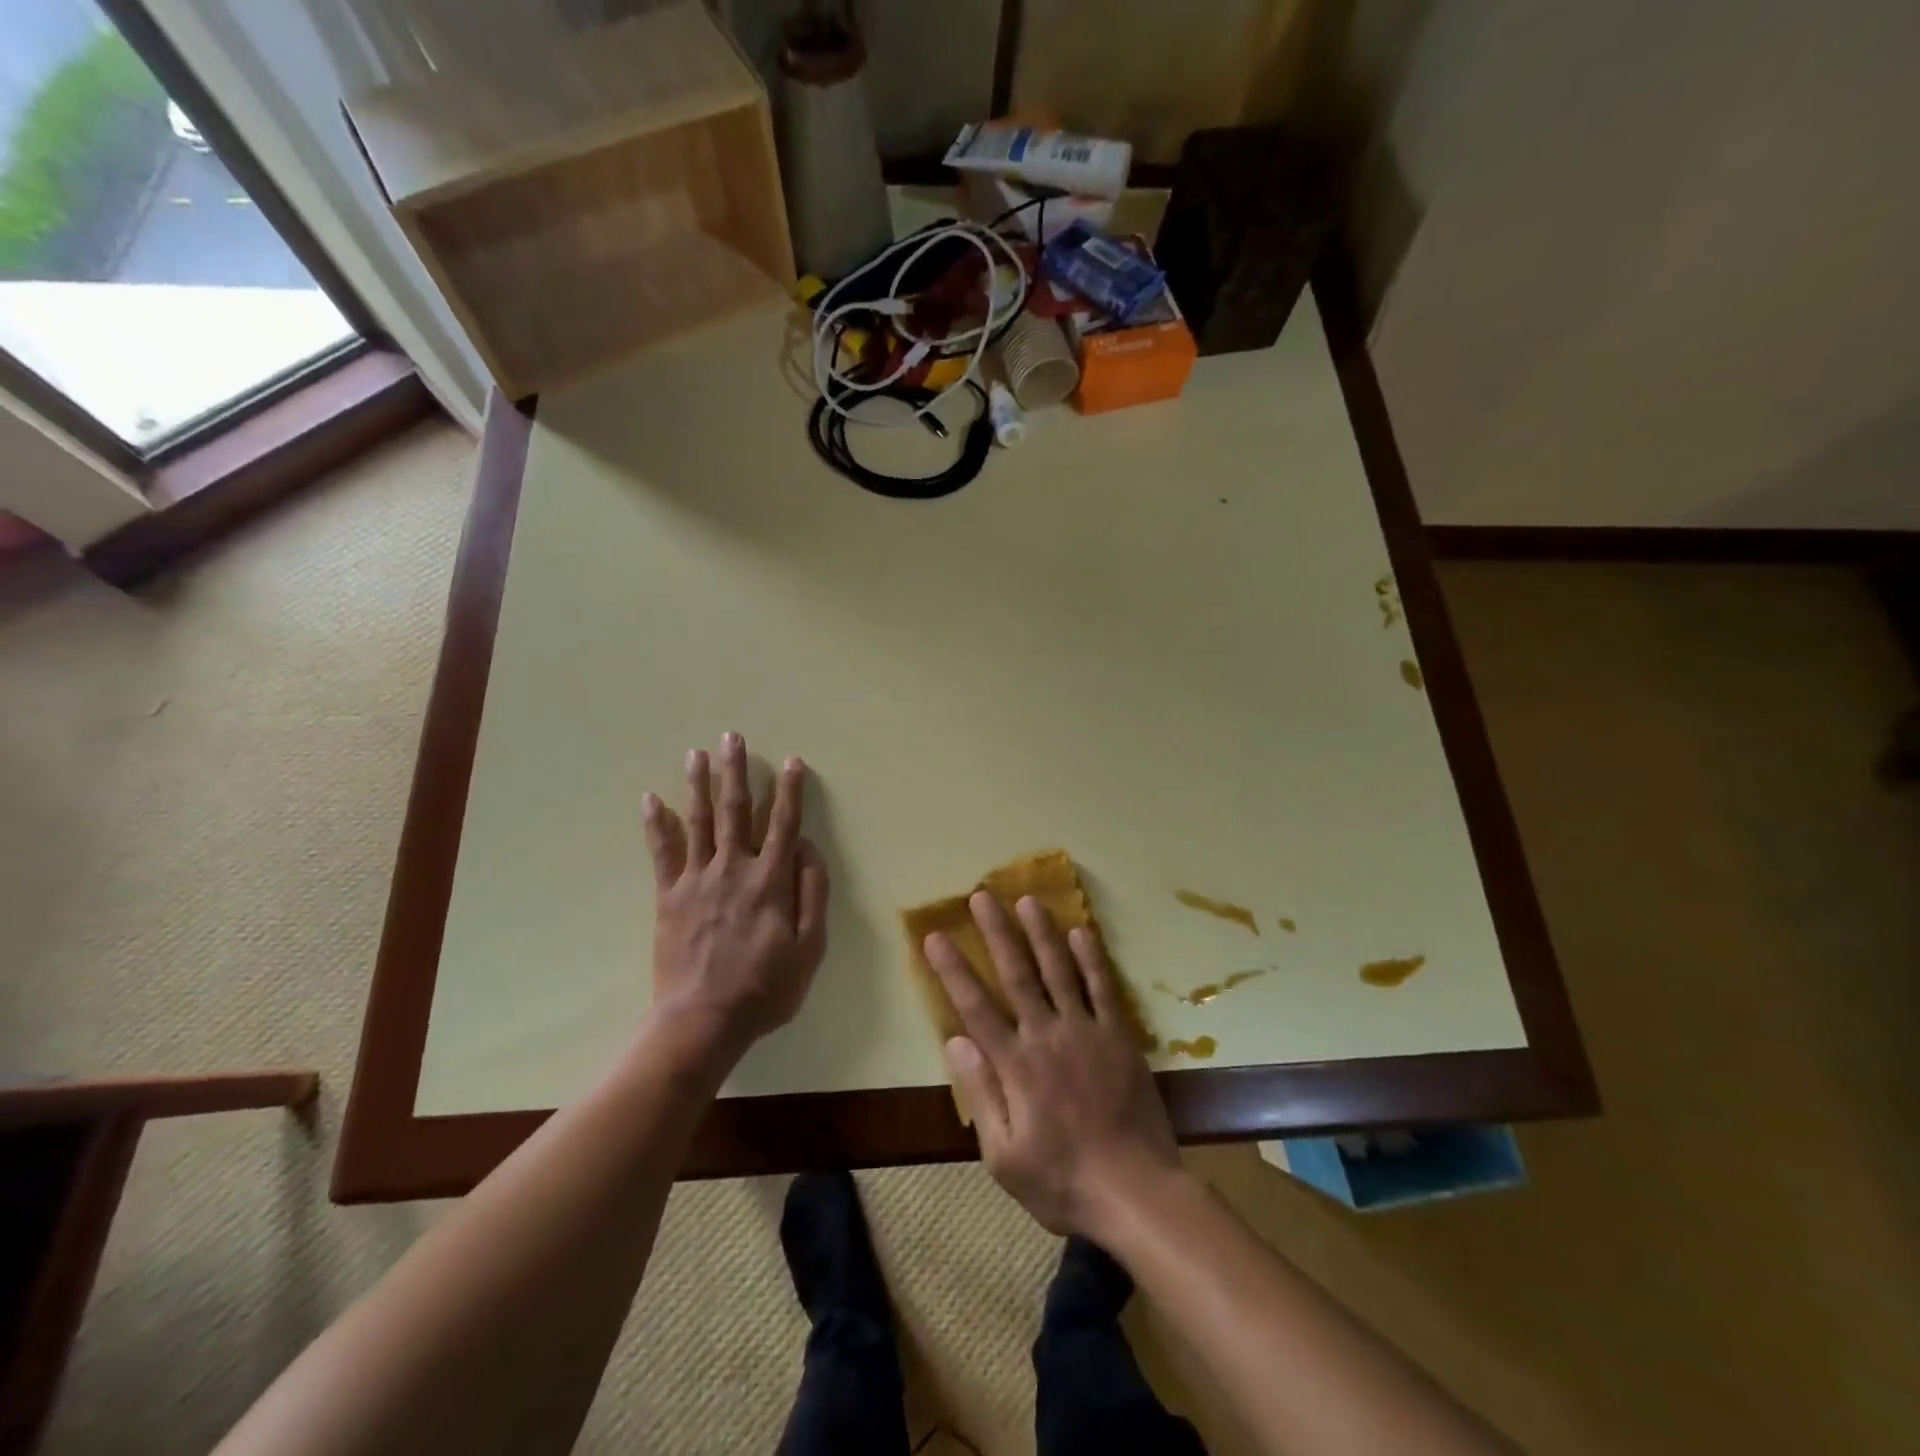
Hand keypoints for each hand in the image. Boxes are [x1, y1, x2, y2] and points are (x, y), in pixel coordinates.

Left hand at [643, 732, 829, 1062]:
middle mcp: (733, 869)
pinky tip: (649, 799)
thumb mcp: (809, 948)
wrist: (703, 1020)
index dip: (789, 791)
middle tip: (732, 737)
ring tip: (697, 753)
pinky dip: (655, 824)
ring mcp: (697, 880)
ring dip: (698, 784)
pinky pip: (661, 853)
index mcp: (770, 880)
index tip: (791, 762)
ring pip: (698, 821)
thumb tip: (808, 849)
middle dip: (736, 771)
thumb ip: (812, 894)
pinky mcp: (669, 897)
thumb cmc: (765, 988)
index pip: (783, 824)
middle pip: (735, 810)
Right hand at [925, 893, 1179, 1237]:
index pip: (975, 1006)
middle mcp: (1047, 1036)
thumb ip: (980, 1094)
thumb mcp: (1004, 1156)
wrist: (1135, 1192)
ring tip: (1028, 900)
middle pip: (1017, 974)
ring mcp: (1086, 1031)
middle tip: (982, 895)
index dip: (953, 969)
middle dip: (997, 932)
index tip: (935, 935)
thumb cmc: (1062, 1181)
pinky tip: (1081, 932)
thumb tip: (955, 1040)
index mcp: (1015, 1065)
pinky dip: (1091, 959)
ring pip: (1059, 971)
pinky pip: (1102, 988)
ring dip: (1042, 933)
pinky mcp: (1119, 1036)